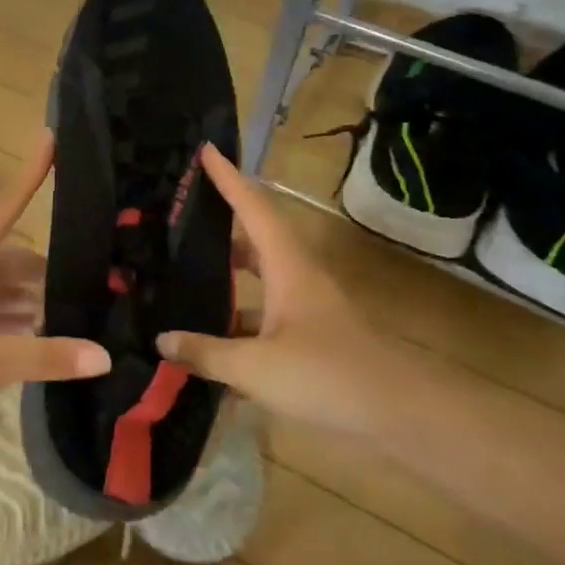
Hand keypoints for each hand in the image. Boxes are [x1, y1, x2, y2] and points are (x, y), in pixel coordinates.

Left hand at [0, 131, 110, 429]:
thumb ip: (41, 358)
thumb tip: (104, 356)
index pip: (6, 206)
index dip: (31, 173)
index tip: (52, 137)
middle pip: (12, 256)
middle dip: (48, 267)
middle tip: (96, 272)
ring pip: (0, 288)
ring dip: (32, 298)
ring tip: (77, 308)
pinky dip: (13, 321)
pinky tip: (38, 337)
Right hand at [157, 143, 385, 432]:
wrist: (402, 414)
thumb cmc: (327, 376)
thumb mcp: (255, 368)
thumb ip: (205, 353)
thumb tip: (162, 341)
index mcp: (287, 267)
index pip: (254, 208)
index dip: (229, 178)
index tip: (206, 149)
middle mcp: (299, 277)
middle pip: (256, 238)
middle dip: (222, 224)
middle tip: (182, 216)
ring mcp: (308, 307)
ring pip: (261, 279)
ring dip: (229, 275)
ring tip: (186, 275)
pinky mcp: (313, 336)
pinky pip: (267, 314)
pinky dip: (239, 318)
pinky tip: (213, 340)